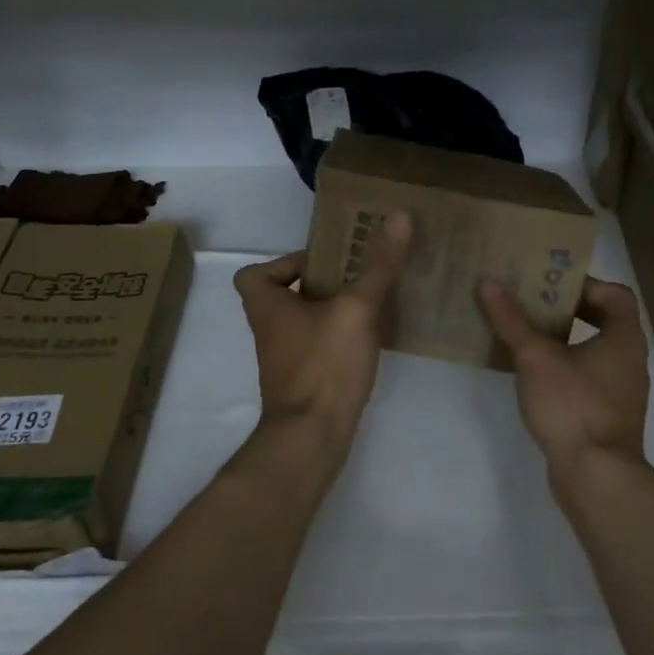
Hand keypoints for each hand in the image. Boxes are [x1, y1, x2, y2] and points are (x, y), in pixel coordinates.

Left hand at [234, 212, 412, 449]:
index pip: (256, 273)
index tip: (324, 261)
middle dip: (321, 283)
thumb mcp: (356, 308)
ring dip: (334, 310)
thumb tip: (398, 216)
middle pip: (286, 295)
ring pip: (306, 322)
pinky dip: (340, 337)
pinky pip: (320, 346)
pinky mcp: (304, 381)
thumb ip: (378, 265)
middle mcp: (270, 331)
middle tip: (359, 273)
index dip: (285, 261)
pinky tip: (374, 336)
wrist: (312, 438)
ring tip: (374, 299)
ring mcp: (285, 359)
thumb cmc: (324, 365)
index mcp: (268, 306)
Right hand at [478, 277, 650, 478]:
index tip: (551, 287)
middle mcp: (629, 360)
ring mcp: (620, 391)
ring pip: (592, 352)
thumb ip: (512, 320)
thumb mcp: (536, 357)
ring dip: (561, 341)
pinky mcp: (606, 416)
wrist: (597, 476)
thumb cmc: (573, 405)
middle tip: (530, 305)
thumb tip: (489, 282)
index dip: (586, 284)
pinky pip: (586, 379)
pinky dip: (563, 369)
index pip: (616, 294)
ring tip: (524, 335)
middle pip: (602, 321)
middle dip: (566, 311)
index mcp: (624, 338)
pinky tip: (532, 375)